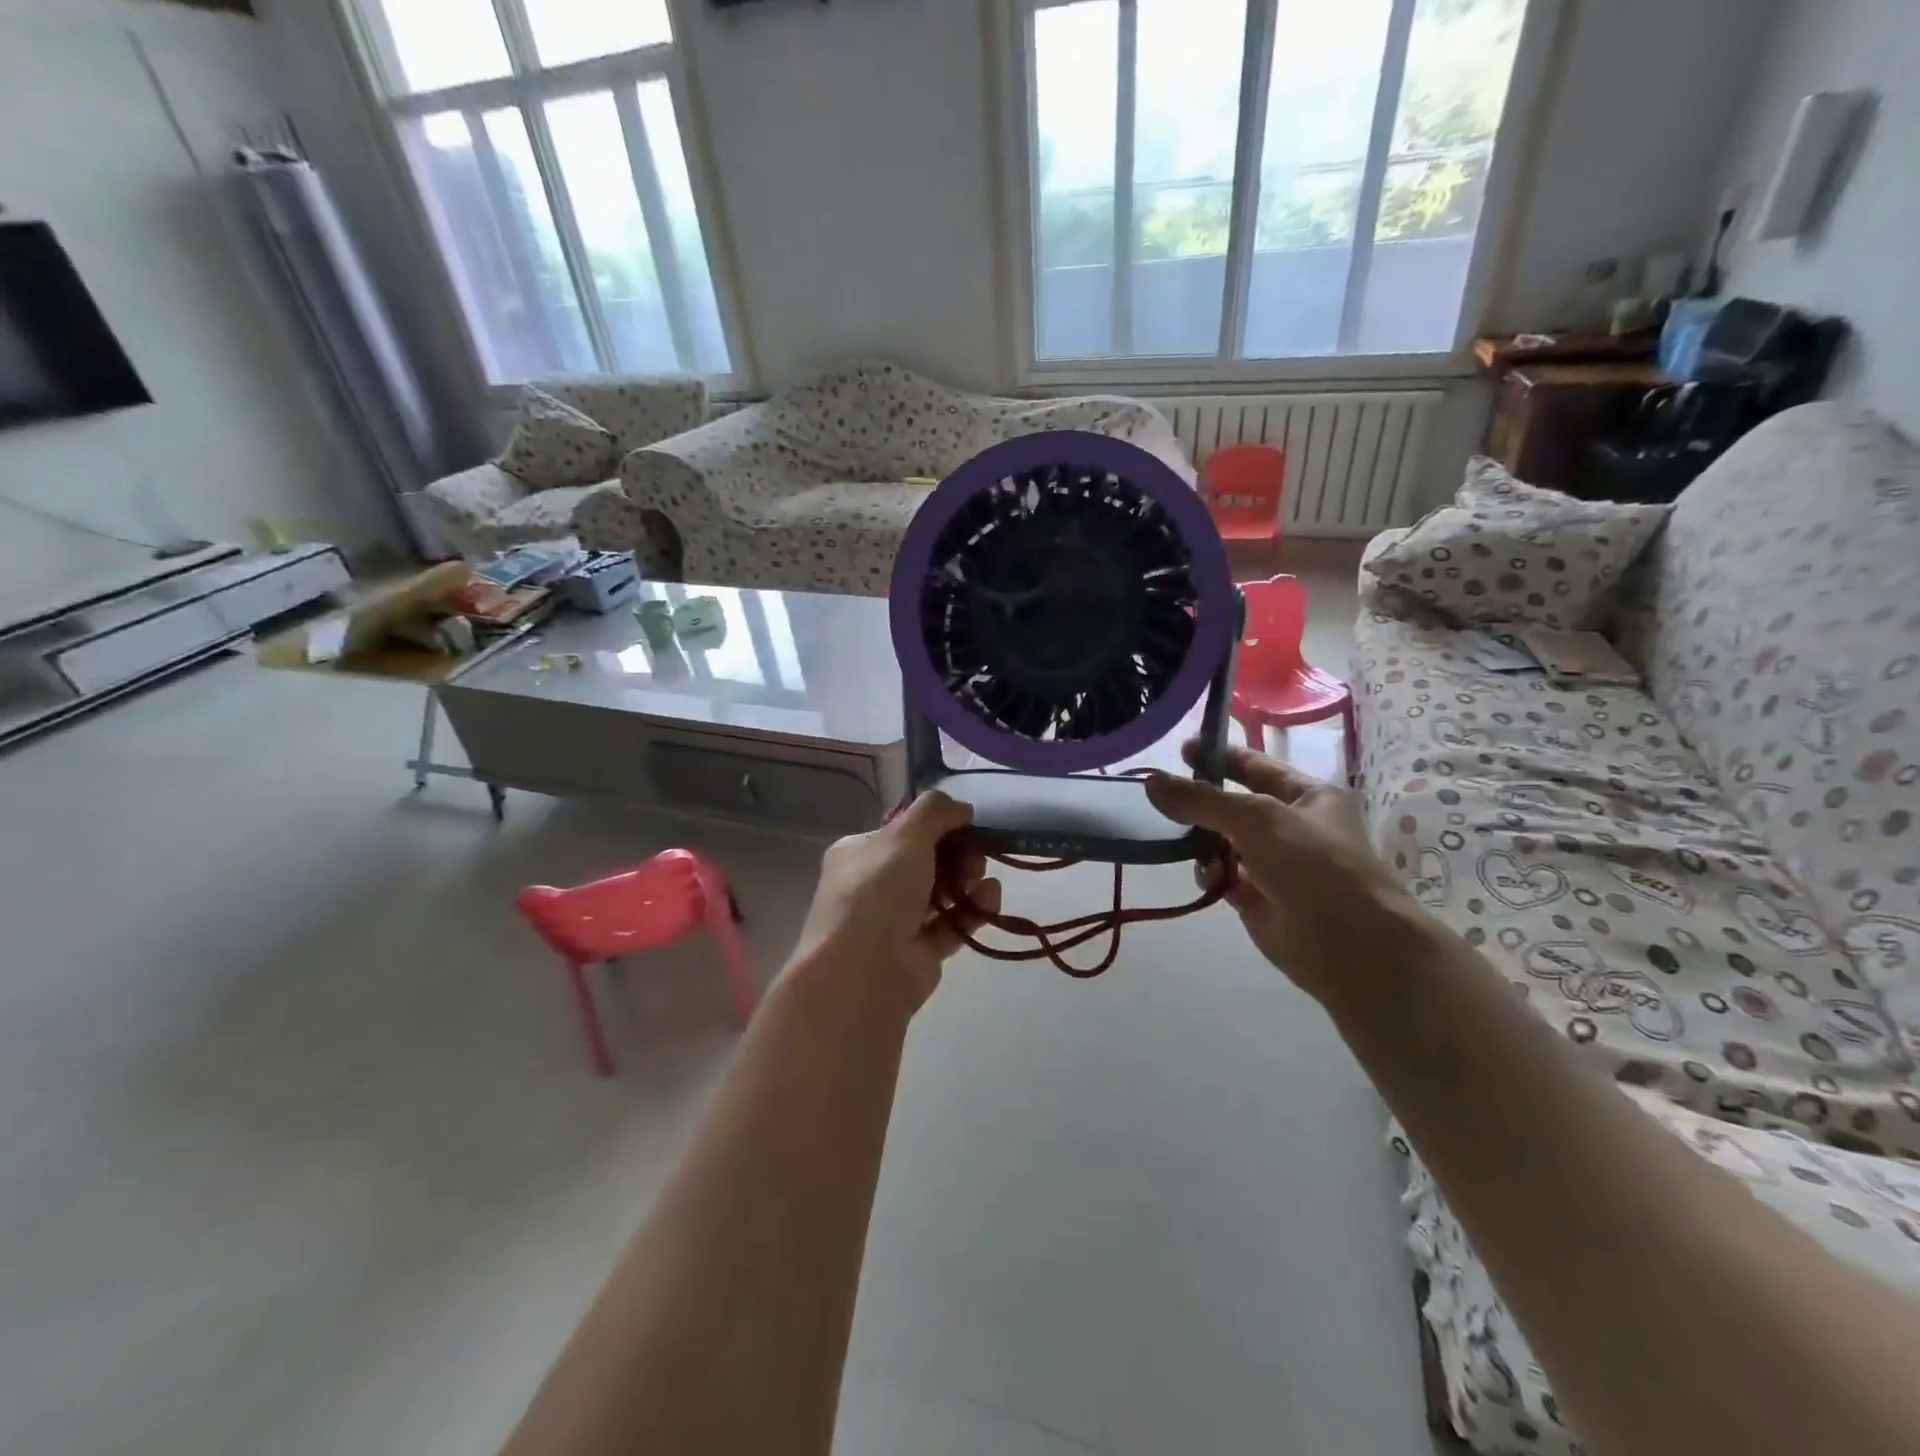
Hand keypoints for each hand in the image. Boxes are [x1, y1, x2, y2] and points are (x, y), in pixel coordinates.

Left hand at [786, 792, 1002, 1015]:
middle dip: (958, 855)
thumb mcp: (905, 834)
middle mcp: (874, 886)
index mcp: (860, 853)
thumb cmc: (878, 889)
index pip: (902, 832)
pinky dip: (973, 911)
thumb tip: (962, 808)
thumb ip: (936, 811)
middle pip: (927, 862)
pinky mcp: (919, 953)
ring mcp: (896, 922)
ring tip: (983, 880)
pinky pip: (952, 925)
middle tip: (976, 857)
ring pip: (941, 894)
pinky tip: (991, 900)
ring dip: (969, 882)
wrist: (864, 969)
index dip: (937, 826)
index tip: (967, 824)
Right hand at [1146, 741, 1420, 1004]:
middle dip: (1202, 804)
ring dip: (1203, 843)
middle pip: (1233, 805)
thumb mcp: (1257, 819)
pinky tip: (1210, 880)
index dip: (1219, 756)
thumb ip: (1202, 799)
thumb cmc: (1314, 866)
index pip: (1254, 766)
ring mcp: (1274, 864)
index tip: (1180, 750)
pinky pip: (1223, 876)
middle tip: (1165, 802)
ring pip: (1222, 842)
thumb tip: (1151, 781)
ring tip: (1191, 848)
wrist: (1352, 945)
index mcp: (1306, 796)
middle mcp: (1290, 826)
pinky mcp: (1259, 899)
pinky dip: (1212, 875)